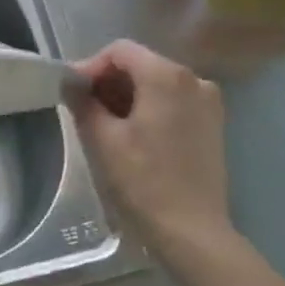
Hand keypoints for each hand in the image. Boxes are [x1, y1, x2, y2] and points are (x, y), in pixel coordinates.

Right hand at [71, 40, 235, 275]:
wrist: (193, 234)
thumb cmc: (144, 182)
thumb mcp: (102, 139)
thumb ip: (83, 101)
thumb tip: (70, 82)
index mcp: (166, 75)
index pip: (119, 51)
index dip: (92, 67)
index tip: (74, 94)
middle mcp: (193, 79)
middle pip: (140, 64)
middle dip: (110, 82)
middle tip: (85, 109)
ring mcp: (208, 102)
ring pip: (157, 83)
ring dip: (129, 96)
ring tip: (107, 125)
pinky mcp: (214, 124)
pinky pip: (174, 101)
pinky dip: (151, 108)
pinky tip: (135, 135)